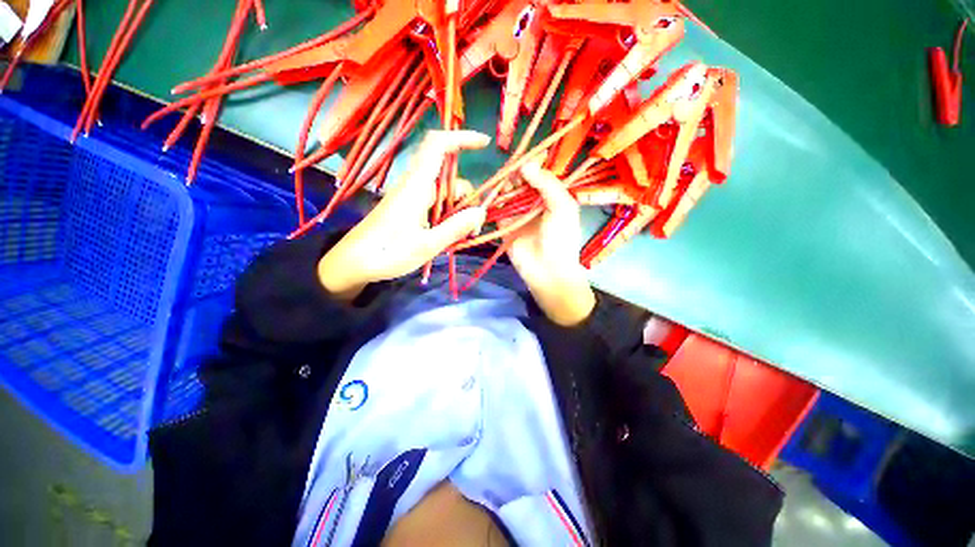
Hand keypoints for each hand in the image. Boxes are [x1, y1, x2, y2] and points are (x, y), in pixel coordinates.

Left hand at [318, 130, 489, 300]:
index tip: (484, 144)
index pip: (437, 146)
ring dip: (458, 210)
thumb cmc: (387, 253)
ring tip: (462, 236)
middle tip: (474, 227)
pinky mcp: (409, 208)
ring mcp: (411, 197)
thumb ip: (455, 228)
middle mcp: (414, 186)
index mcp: (416, 186)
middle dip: (468, 197)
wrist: (353, 263)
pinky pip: (435, 204)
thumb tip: (481, 212)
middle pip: (449, 178)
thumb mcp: (426, 245)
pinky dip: (448, 216)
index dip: (461, 138)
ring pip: (444, 193)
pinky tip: (449, 235)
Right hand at [505, 162, 595, 325]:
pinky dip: (491, 200)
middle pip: (522, 181)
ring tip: (504, 185)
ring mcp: (518, 213)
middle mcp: (534, 202)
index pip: (540, 174)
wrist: (548, 271)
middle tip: (512, 174)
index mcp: (552, 196)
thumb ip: (547, 184)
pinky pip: (496, 208)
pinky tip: (489, 193)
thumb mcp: (563, 207)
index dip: (532, 165)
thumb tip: (525, 165)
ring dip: (504, 185)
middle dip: (516, 174)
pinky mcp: (504, 224)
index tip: (523, 160)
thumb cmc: (561, 239)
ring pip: (508, 192)